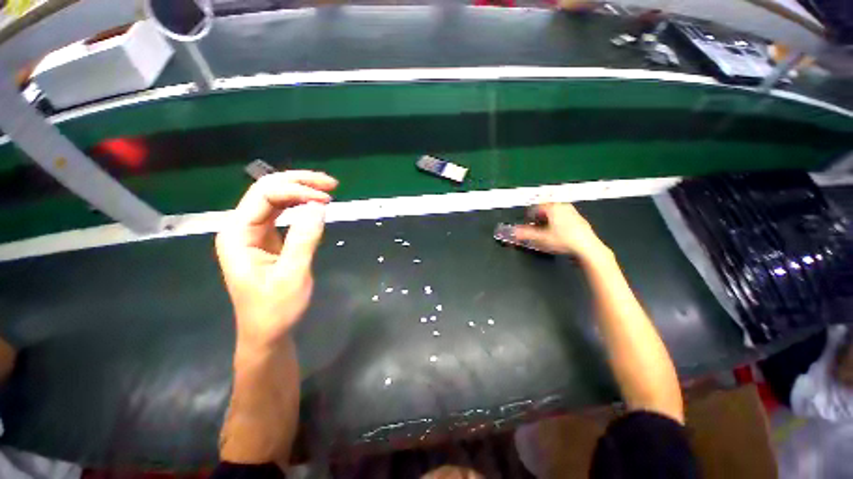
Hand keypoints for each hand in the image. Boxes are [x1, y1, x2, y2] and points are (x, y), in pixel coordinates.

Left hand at [215, 171, 337, 351]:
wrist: (267, 332)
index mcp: (237, 235)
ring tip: (326, 189)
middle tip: (331, 184)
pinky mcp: (267, 239)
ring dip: (300, 190)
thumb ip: (304, 238)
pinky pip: (282, 213)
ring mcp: (254, 233)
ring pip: (275, 199)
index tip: (327, 199)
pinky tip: (314, 203)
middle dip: (299, 182)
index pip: (265, 196)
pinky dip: (300, 204)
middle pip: (267, 191)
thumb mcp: (293, 274)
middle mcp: (242, 228)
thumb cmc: (276, 308)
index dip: (296, 191)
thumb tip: (318, 206)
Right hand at [513, 203, 609, 260]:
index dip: (529, 215)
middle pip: (546, 208)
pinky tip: (558, 233)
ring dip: (548, 220)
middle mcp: (563, 206)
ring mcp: (572, 212)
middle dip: (539, 217)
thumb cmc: (564, 240)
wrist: (587, 246)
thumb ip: (525, 234)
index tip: (527, 223)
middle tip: (535, 227)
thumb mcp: (541, 238)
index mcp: (553, 207)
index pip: (536, 206)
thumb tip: (513, 231)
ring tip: (546, 230)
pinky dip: (558, 222)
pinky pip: (563, 217)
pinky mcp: (578, 219)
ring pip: (555, 213)